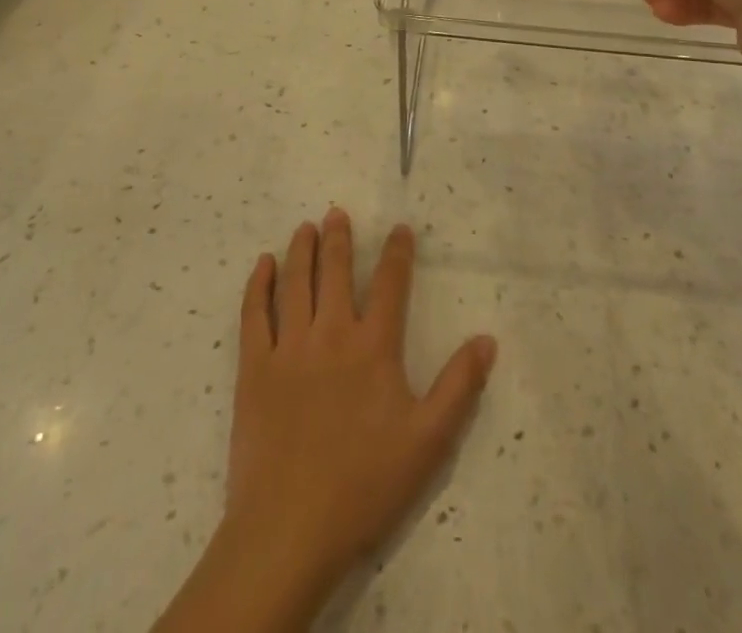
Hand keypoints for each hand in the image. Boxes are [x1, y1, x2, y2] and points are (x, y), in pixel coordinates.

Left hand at [159, 211, 495, 630]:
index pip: (389, 284)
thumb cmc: (364, 484)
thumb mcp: (428, 441)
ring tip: (305, 227)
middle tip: (337, 212)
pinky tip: (262, 265)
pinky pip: (254, 314)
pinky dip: (258, 285)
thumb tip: (487, 339)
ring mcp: (289, 348)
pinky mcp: (255, 368)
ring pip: (295, 283)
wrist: (290, 528)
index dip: (396, 252)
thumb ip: (459, 387)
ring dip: (301, 250)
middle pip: (335, 271)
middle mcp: (331, 334)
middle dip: (338, 238)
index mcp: (373, 347)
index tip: (399, 228)